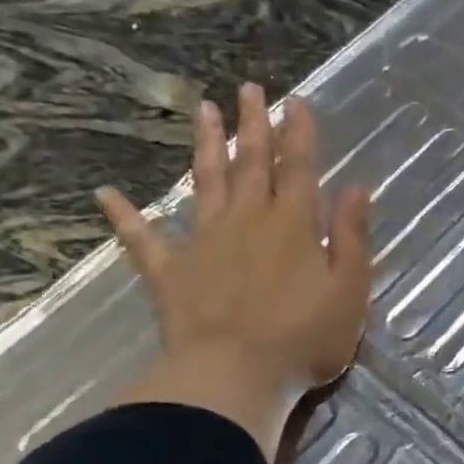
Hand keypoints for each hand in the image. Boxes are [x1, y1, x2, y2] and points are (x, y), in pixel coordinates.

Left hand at [99, 83, 371, 460]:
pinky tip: (106, 194)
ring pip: (205, 183)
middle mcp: (247, 221)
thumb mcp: (349, 290)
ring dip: (204, 146)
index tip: (294, 102)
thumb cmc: (304, 338)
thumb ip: (351, 237)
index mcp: (293, 225)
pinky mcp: (171, 272)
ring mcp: (203, 242)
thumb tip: (357, 189)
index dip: (298, 134)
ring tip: (201, 110)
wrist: (236, 375)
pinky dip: (125, 217)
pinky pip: (143, 239)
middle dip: (251, 125)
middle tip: (248, 88)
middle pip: (250, 164)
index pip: (299, 168)